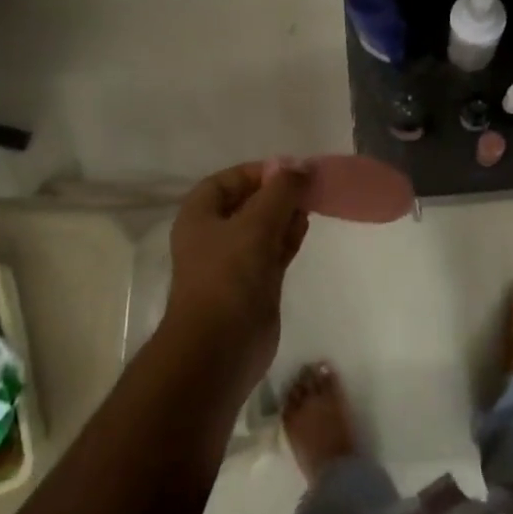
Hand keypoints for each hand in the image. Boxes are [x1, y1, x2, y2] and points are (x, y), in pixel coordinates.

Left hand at [165, 161, 310, 384]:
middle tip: (309, 186)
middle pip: (248, 202)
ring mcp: (235, 262)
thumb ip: (281, 191)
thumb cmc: (229, 276)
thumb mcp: (256, 224)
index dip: (258, 172)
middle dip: (277, 192)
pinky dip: (288, 237)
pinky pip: (273, 250)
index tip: (291, 170)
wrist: (220, 347)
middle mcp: (214, 235)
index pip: (228, 180)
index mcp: (200, 216)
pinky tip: (306, 226)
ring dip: (285, 214)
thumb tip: (301, 166)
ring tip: (312, 203)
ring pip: (263, 227)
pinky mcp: (255, 284)